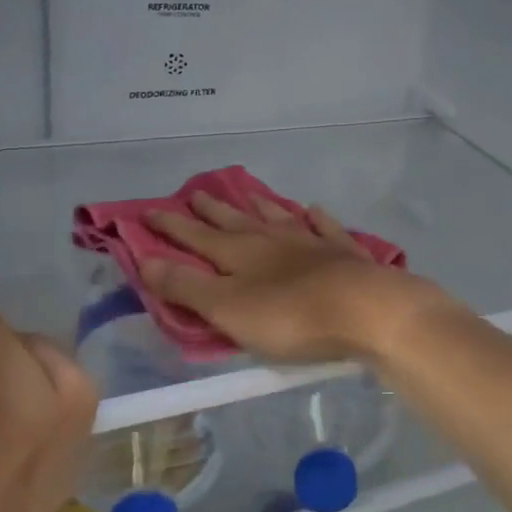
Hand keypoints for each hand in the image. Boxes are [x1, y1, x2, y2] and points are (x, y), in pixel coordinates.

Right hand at [141, 193, 453, 363]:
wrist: (366, 310)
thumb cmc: (291, 317)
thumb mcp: (228, 309)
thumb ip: (186, 287)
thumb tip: (144, 260)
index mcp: (240, 254)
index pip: (196, 236)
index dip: (170, 226)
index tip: (148, 212)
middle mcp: (273, 239)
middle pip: (236, 221)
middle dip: (212, 210)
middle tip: (195, 193)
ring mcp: (312, 242)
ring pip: (279, 217)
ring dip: (260, 206)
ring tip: (247, 194)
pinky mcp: (345, 253)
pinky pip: (326, 228)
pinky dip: (316, 218)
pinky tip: (314, 210)